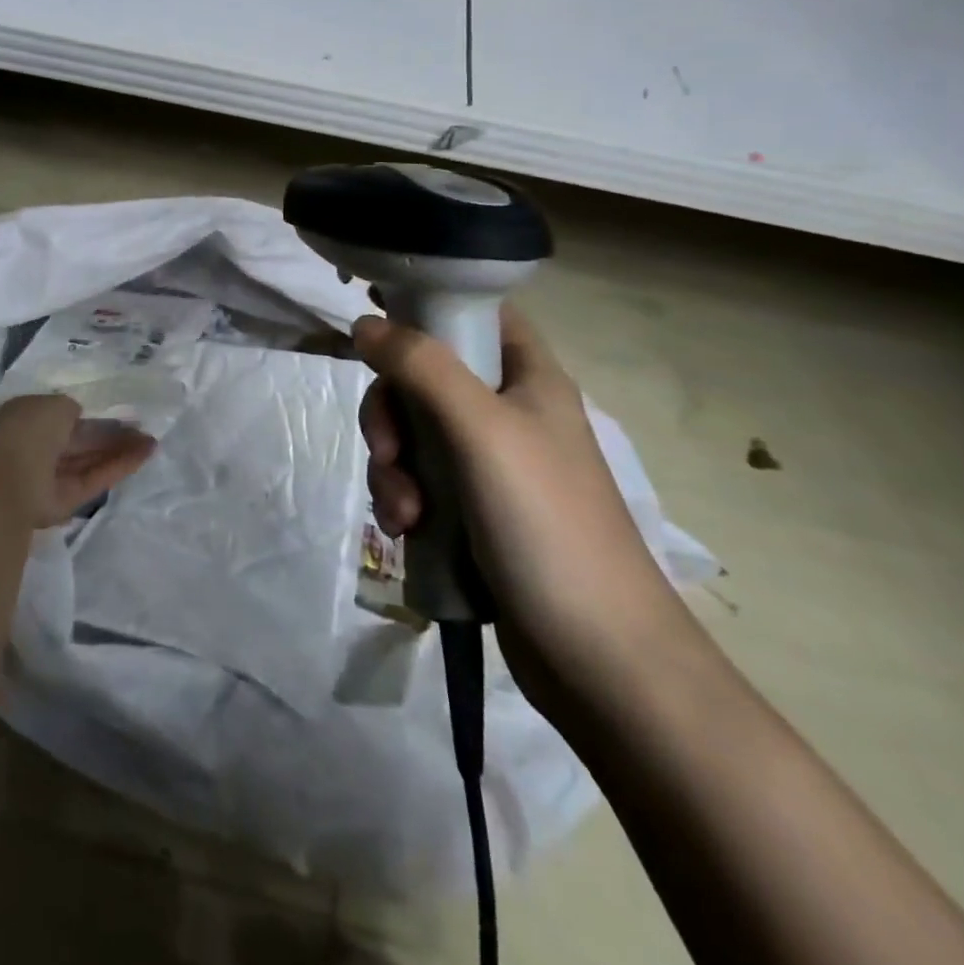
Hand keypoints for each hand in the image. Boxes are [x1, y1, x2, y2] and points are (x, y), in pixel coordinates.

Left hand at [0, 395, 156, 528]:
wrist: (8, 479)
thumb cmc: (28, 430)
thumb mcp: (54, 404)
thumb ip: (70, 409)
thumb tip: (78, 416)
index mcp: (28, 420)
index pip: (65, 418)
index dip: (92, 417)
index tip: (120, 415)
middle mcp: (38, 448)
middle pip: (81, 442)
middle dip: (111, 436)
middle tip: (144, 431)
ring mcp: (51, 477)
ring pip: (89, 461)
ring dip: (120, 451)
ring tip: (152, 442)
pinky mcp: (65, 502)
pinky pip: (94, 479)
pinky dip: (118, 467)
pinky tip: (144, 455)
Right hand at [354, 306, 697, 709]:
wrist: (598, 657)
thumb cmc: (548, 524)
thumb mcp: (481, 430)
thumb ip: (421, 367)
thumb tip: (365, 324)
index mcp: (528, 378)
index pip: (476, 313)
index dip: (428, 307)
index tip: (376, 323)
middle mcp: (509, 413)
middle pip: (424, 378)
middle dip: (392, 414)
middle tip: (389, 451)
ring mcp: (490, 466)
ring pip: (412, 435)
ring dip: (392, 467)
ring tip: (404, 514)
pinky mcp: (473, 512)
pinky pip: (417, 482)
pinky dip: (401, 500)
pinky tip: (406, 533)